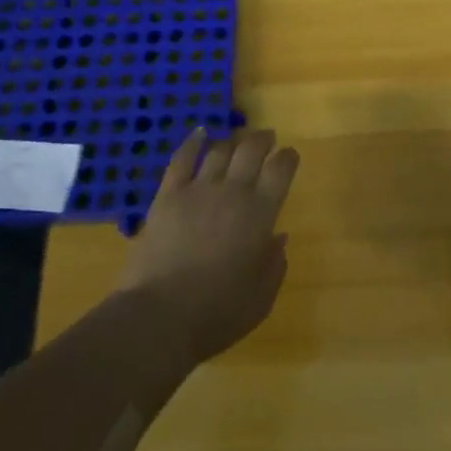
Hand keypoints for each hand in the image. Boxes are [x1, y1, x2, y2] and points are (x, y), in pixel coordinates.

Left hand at [119, 127, 299, 367]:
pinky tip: (200, 132)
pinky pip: (182, 159)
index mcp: (260, 213)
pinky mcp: (167, 196)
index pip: (281, 170)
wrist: (160, 317)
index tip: (290, 155)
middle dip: (263, 140)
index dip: (288, 158)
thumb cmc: (218, 313)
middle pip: (251, 150)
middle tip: (268, 138)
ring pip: (220, 151)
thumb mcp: (261, 297)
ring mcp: (197, 190)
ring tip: (238, 141)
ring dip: (232, 141)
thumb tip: (278, 237)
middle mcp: (232, 192)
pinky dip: (193, 142)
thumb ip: (274, 263)